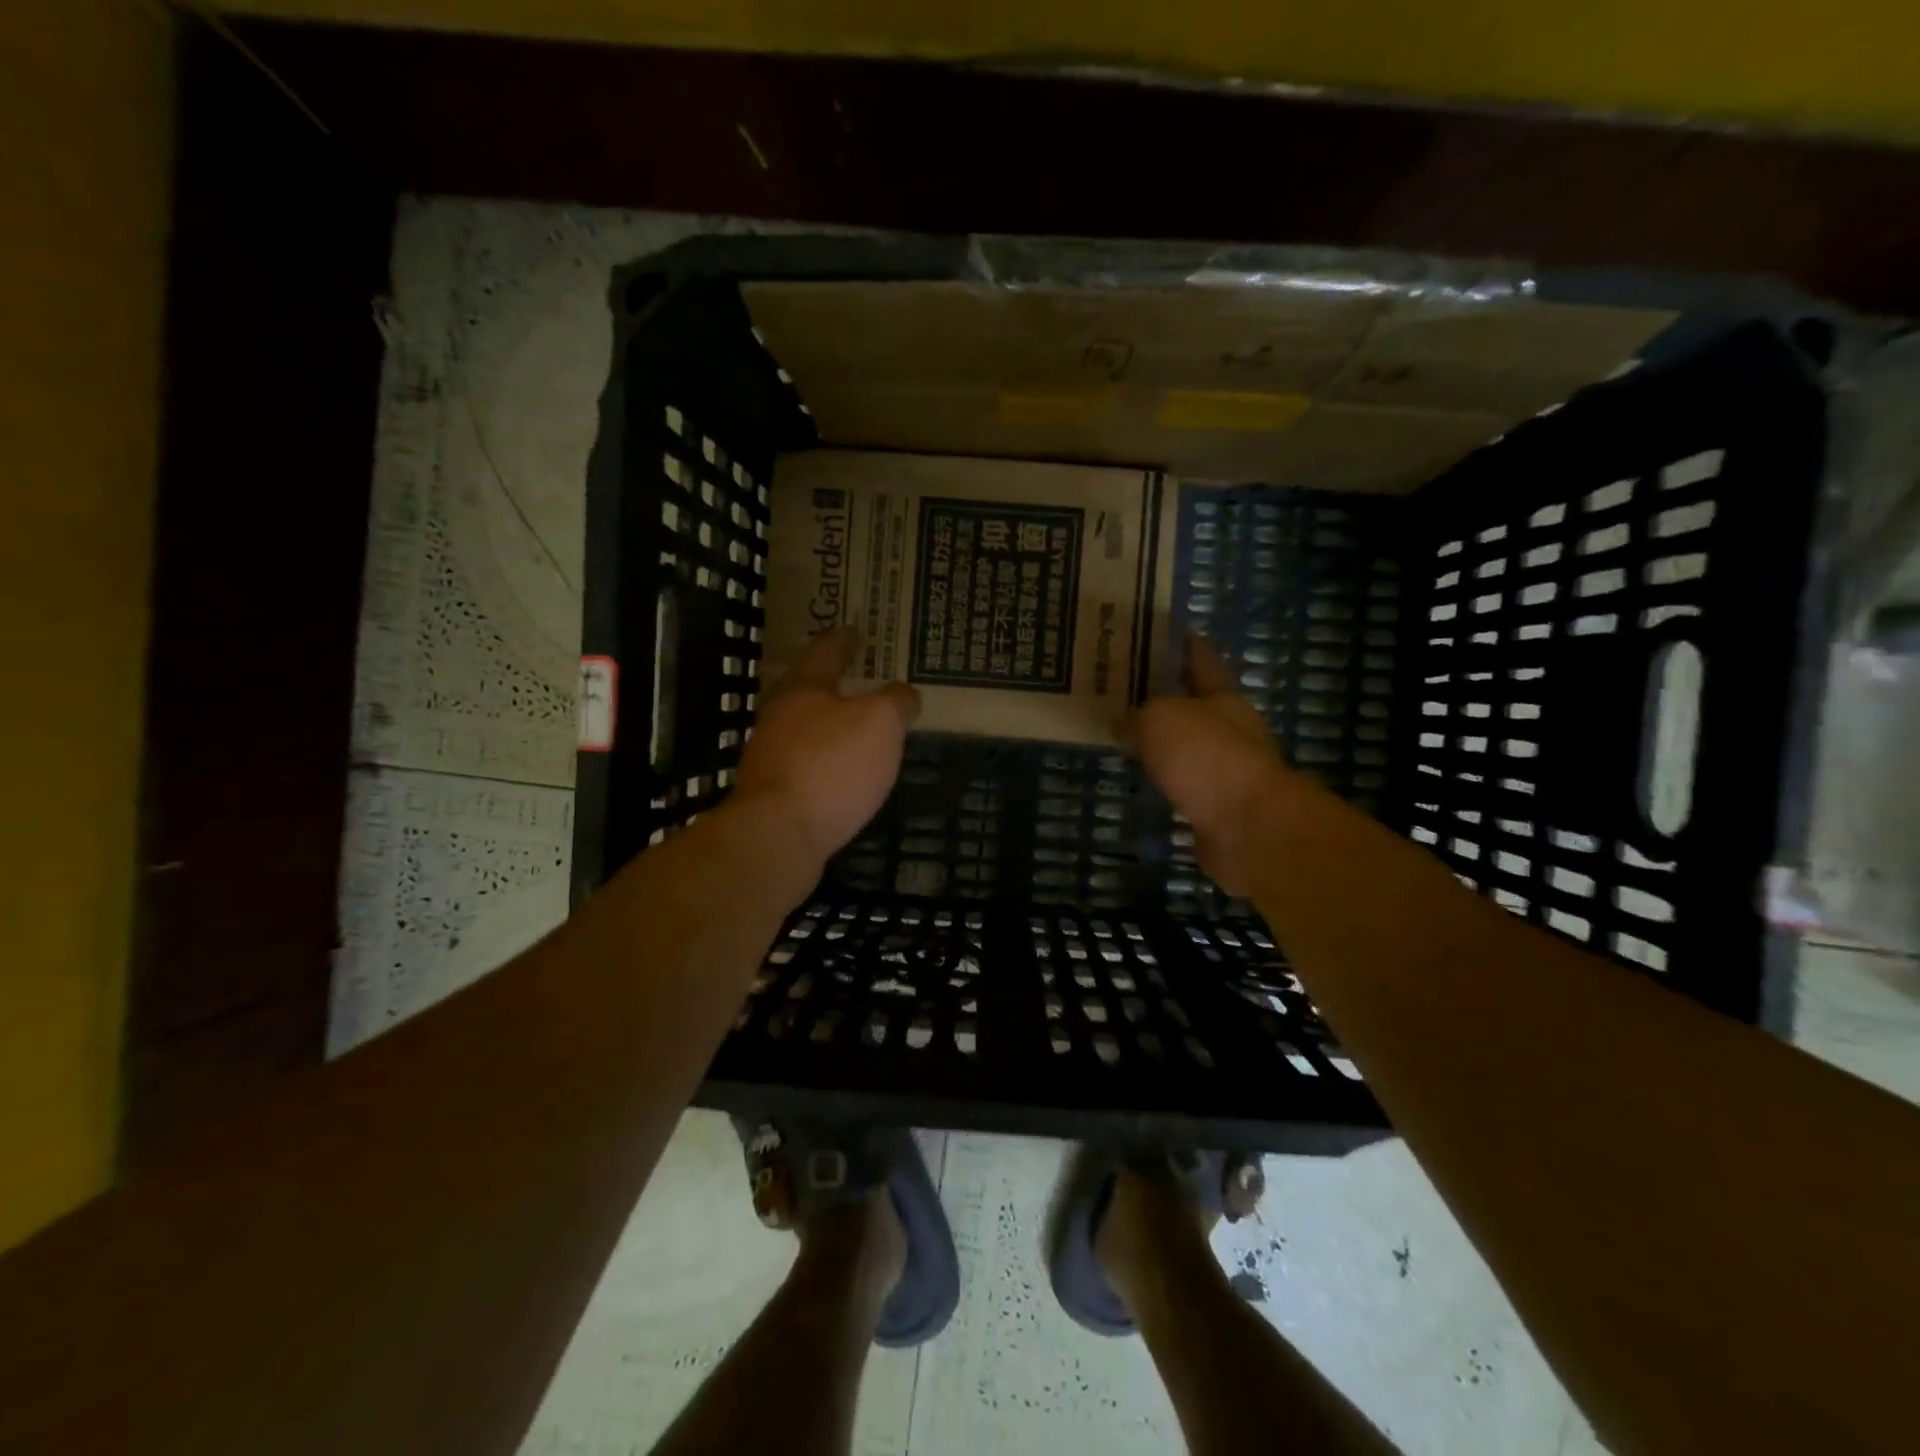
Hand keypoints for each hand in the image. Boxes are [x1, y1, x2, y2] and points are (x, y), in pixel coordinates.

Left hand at [732, 626, 920, 863]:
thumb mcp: (880, 723)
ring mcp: (770, 754)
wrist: (777, 834)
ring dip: (827, 722)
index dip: (844, 639)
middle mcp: (779, 714)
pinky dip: (824, 758)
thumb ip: (896, 702)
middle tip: (857, 675)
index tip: (854, 629)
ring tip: (855, 724)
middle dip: (832, 681)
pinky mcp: (772, 791)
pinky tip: (841, 770)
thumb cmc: (832, 766)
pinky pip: (805, 762)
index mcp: (803, 687)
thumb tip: (904, 694)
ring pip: (803, 726)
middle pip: (807, 688)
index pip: (826, 651)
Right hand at [1131, 637, 1288, 897]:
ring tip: (1127, 729)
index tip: (1157, 630)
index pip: (1200, 658)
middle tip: (1125, 685)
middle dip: (1165, 691)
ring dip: (1164, 737)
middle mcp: (1230, 727)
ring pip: (1188, 742)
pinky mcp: (1217, 805)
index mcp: (1222, 695)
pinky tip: (1142, 774)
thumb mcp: (1159, 719)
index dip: (1180, 642)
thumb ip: (1138, 714)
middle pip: (1195, 701)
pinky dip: (1164, 774)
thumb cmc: (1205, 757)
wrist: (1246, 828)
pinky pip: (1183, 780)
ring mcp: (1226, 768)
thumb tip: (1125, 722)